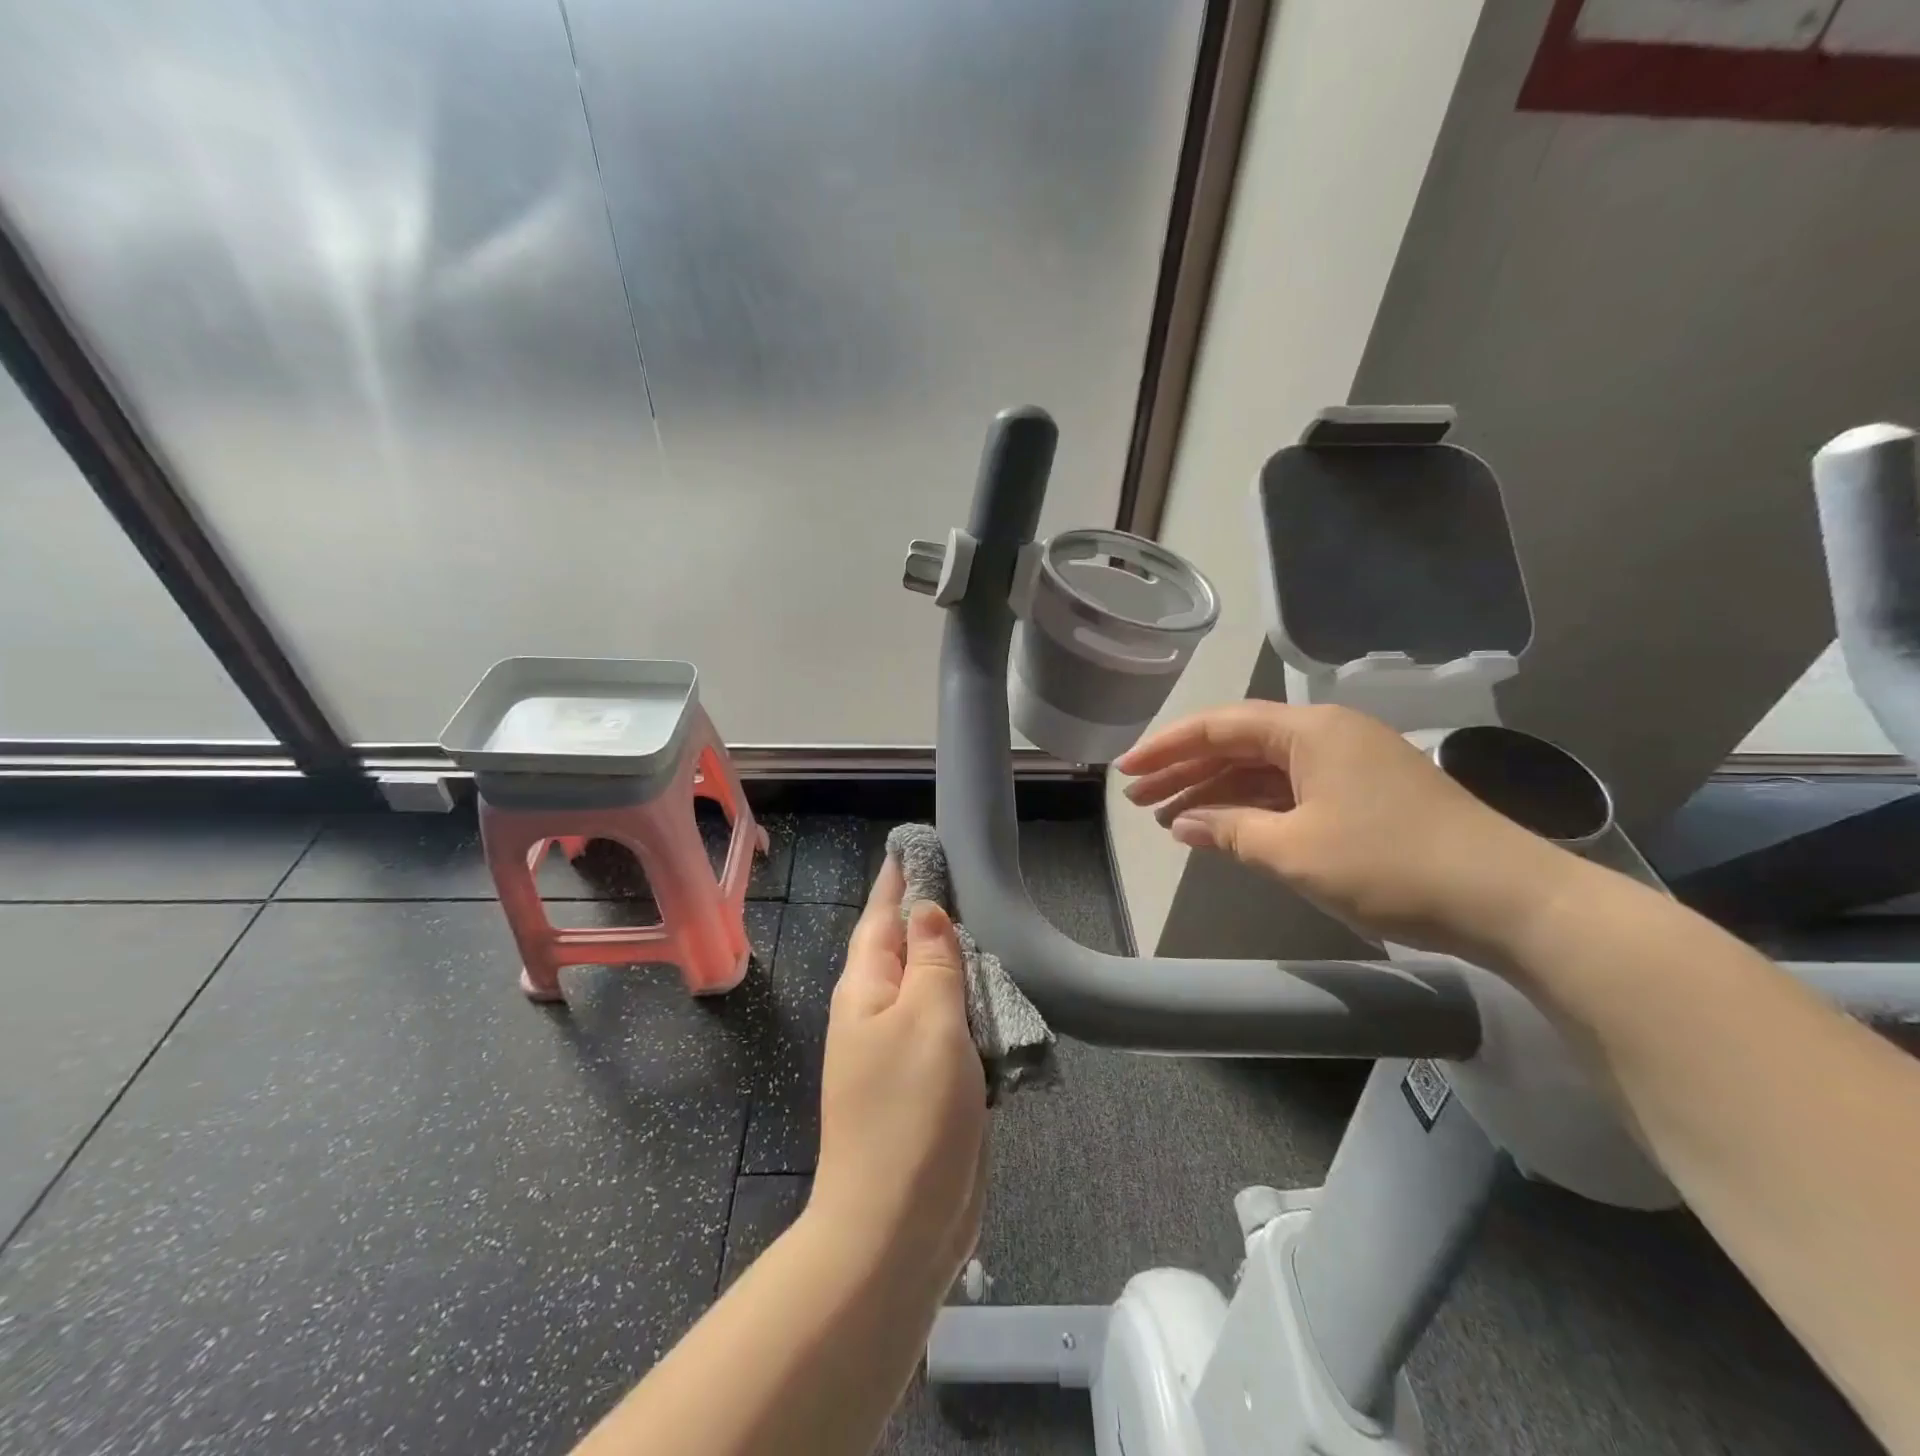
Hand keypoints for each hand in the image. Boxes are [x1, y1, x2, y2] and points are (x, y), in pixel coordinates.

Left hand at [806, 858, 987, 1299]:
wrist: (898, 1227)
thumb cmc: (910, 1112)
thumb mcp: (926, 1019)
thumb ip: (932, 960)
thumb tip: (927, 910)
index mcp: (865, 989)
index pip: (881, 915)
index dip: (899, 879)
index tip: (920, 844)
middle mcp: (878, 1013)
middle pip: (907, 948)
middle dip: (934, 915)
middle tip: (972, 880)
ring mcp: (904, 1051)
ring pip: (935, 988)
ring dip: (960, 962)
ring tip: (993, 927)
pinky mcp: (932, 1085)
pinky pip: (954, 1029)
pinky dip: (975, 1007)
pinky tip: (1000, 994)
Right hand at [1117, 701, 1581, 961]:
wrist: (1509, 899)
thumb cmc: (1391, 865)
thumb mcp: (1294, 851)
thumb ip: (1229, 831)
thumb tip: (1182, 823)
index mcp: (1309, 730)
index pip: (1219, 727)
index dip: (1166, 747)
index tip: (1125, 770)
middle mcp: (1326, 734)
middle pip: (1238, 745)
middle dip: (1184, 771)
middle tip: (1137, 799)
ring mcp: (1348, 764)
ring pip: (1263, 770)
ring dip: (1215, 792)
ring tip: (1168, 818)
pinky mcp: (1364, 795)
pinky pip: (1291, 791)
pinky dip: (1253, 808)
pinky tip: (1223, 829)